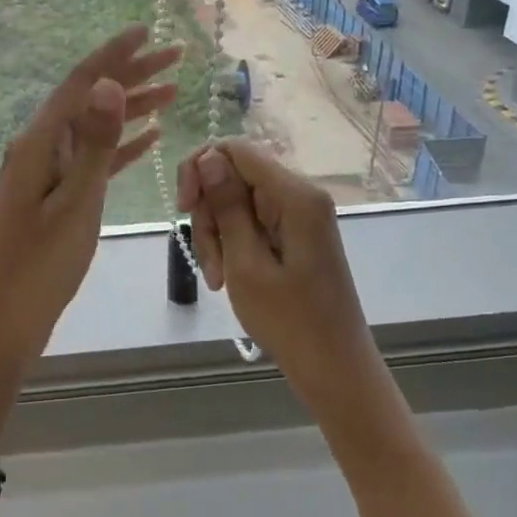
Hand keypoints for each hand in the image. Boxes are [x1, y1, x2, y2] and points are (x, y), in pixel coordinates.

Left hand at [0, 25, 181, 380]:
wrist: (4, 317)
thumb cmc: (39, 265)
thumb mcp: (74, 203)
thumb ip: (94, 144)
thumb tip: (107, 83)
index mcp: (38, 144)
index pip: (80, 85)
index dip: (114, 55)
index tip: (146, 31)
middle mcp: (39, 148)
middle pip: (89, 100)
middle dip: (130, 75)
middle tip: (176, 56)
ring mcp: (45, 172)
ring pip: (93, 128)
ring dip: (130, 108)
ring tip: (172, 91)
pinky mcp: (54, 195)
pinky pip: (91, 159)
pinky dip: (119, 146)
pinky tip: (146, 138)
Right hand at [178, 139, 373, 397]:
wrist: (333, 367)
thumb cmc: (290, 320)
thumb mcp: (246, 263)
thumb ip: (227, 206)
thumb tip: (208, 157)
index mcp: (295, 196)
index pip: (236, 150)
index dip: (200, 168)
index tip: (183, 208)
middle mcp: (300, 195)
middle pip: (233, 175)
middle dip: (209, 212)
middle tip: (207, 259)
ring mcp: (298, 215)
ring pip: (237, 201)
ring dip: (217, 234)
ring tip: (217, 278)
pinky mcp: (294, 234)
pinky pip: (251, 222)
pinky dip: (232, 244)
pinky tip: (228, 276)